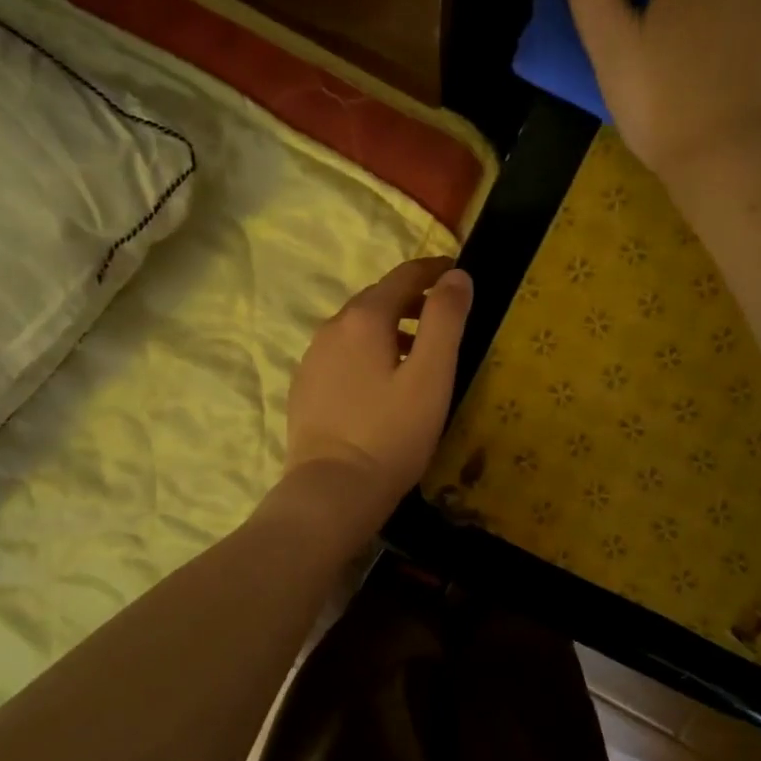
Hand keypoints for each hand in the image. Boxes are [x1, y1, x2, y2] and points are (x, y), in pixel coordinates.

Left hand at [281, 256, 472, 535]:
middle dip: (411, 299)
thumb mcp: (431, 376)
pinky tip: (378, 382)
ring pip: (356, 328)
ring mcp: (312, 358)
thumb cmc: (391, 433)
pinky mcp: (304, 387)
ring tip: (415, 350)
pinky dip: (365, 353)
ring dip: (388, 327)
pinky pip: (340, 354)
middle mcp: (331, 328)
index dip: (433, 270)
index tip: (457, 273)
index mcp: (364, 318)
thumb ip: (446, 320)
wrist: (332, 490)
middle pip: (377, 299)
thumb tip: (457, 276)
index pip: (403, 276)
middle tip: (442, 314)